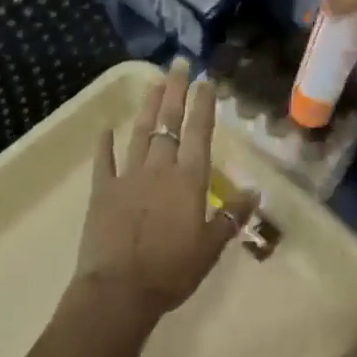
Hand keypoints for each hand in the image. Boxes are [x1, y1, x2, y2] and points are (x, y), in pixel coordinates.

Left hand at [73, 60, 257, 324]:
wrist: (119, 292)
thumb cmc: (171, 272)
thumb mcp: (211, 248)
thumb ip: (231, 217)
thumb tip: (255, 191)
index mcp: (188, 180)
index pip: (198, 133)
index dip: (203, 105)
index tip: (205, 80)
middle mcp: (159, 169)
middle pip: (168, 123)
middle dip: (175, 92)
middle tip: (178, 64)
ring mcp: (128, 176)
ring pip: (140, 133)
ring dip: (147, 106)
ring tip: (154, 81)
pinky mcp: (102, 191)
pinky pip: (104, 161)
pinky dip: (104, 144)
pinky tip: (106, 127)